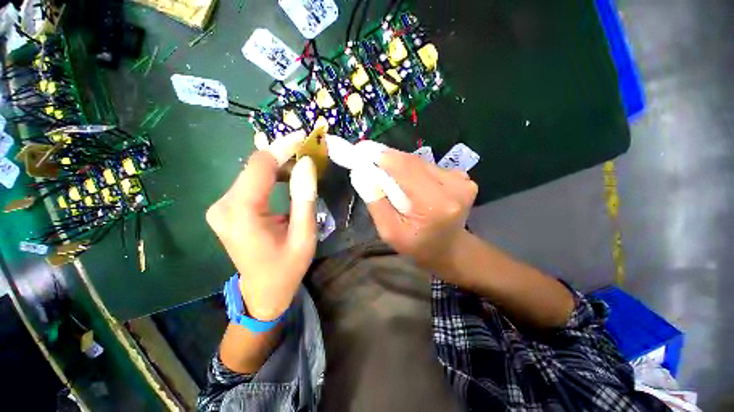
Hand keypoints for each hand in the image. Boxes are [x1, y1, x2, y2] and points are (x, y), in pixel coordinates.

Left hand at [207, 132, 316, 320]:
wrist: (263, 291)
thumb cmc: (286, 267)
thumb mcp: (304, 235)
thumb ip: (304, 198)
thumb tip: (306, 163)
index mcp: (241, 213)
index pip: (260, 165)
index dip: (283, 147)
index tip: (304, 138)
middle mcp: (223, 205)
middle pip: (255, 166)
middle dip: (283, 156)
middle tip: (309, 155)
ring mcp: (221, 206)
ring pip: (253, 172)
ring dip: (279, 166)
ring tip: (303, 169)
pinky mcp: (227, 208)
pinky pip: (251, 183)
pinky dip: (271, 176)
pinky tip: (288, 179)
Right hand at [351, 147, 477, 270]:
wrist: (450, 248)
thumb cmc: (417, 246)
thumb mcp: (389, 232)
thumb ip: (376, 202)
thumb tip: (361, 172)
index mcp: (435, 205)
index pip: (406, 168)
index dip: (382, 156)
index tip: (362, 150)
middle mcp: (454, 187)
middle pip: (412, 162)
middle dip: (388, 160)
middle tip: (369, 161)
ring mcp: (462, 180)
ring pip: (419, 162)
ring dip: (401, 166)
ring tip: (391, 179)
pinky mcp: (463, 177)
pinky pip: (428, 167)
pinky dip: (414, 171)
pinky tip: (411, 185)